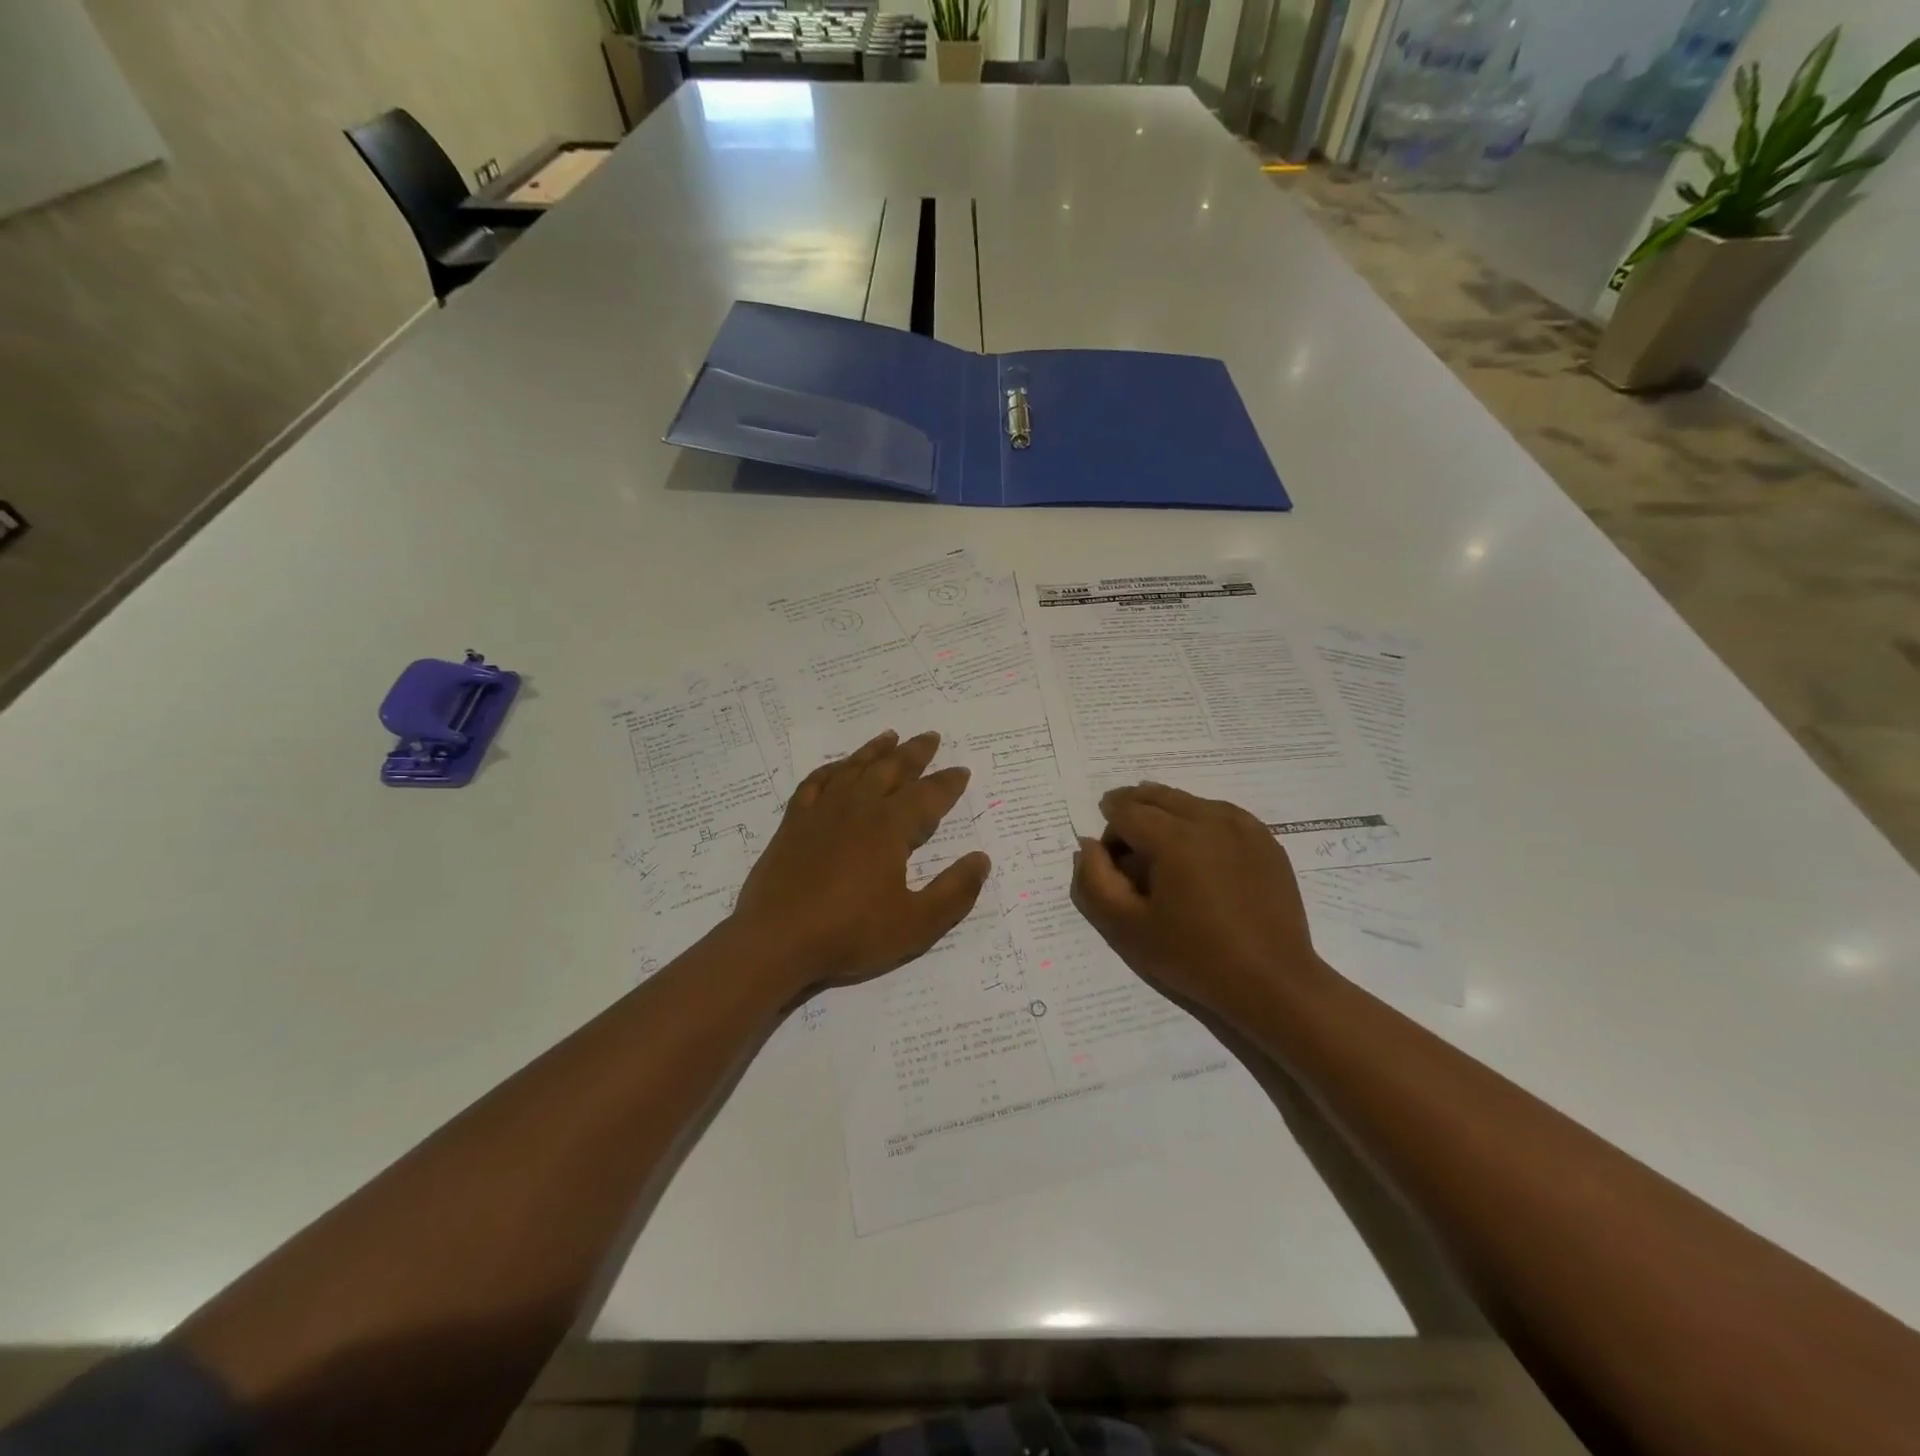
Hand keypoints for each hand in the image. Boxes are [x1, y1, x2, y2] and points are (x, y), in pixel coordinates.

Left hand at [729, 729, 991, 996]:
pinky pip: (815, 783)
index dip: (948, 783)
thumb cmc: (850, 933)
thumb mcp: (916, 924)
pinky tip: (837, 768)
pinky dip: (830, 770)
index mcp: (889, 827)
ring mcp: (821, 812)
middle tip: (930, 737)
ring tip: (890, 737)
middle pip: (890, 770)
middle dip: (914, 753)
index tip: (961, 770)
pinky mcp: (793, 823)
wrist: (776, 940)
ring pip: (853, 769)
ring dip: (875, 751)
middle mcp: (857, 808)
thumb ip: (954, 892)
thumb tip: (981, 859)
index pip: (927, 795)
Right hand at [1071, 783, 1321, 1017]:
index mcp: (1174, 838)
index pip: (1124, 811)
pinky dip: (1200, 821)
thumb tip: (1088, 845)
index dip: (1109, 832)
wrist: (1272, 981)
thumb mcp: (1127, 927)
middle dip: (1133, 811)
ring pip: (1189, 801)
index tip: (1111, 863)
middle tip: (1125, 841)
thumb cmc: (1194, 957)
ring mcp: (1243, 826)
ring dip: (1166, 814)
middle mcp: (1209, 819)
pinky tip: (1199, 852)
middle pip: (1156, 795)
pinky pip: (1221, 813)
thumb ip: (1095, 881)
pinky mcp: (1265, 840)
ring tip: (1161, 849)